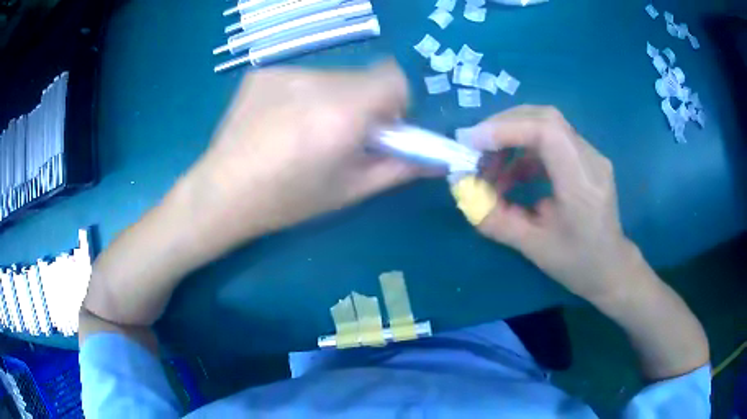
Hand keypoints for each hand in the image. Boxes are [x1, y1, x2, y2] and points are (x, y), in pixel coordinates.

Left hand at [183, 62, 422, 247]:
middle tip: (339, 136)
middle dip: (363, 104)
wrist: (221, 194)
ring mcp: (283, 71)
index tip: (380, 128)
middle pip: (361, 78)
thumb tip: (438, 160)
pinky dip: (301, 95)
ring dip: (331, 99)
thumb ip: (399, 169)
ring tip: (303, 132)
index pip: (394, 78)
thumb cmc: (288, 200)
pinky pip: (300, 77)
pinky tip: (278, 123)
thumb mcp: (350, 190)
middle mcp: (315, 80)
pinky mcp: (261, 73)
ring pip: (331, 77)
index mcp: (343, 111)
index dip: (396, 102)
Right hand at [461, 106, 638, 302]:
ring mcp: (591, 155)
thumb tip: (463, 193)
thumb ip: (496, 219)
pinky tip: (512, 174)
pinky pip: (551, 139)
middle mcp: (591, 160)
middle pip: (545, 118)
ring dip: (512, 137)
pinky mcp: (585, 158)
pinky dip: (524, 149)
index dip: (506, 128)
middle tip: (475, 149)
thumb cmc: (578, 263)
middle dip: (503, 126)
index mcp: (582, 185)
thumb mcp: (533, 248)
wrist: (611, 267)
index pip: (547, 131)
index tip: (472, 143)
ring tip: (490, 167)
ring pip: (547, 124)